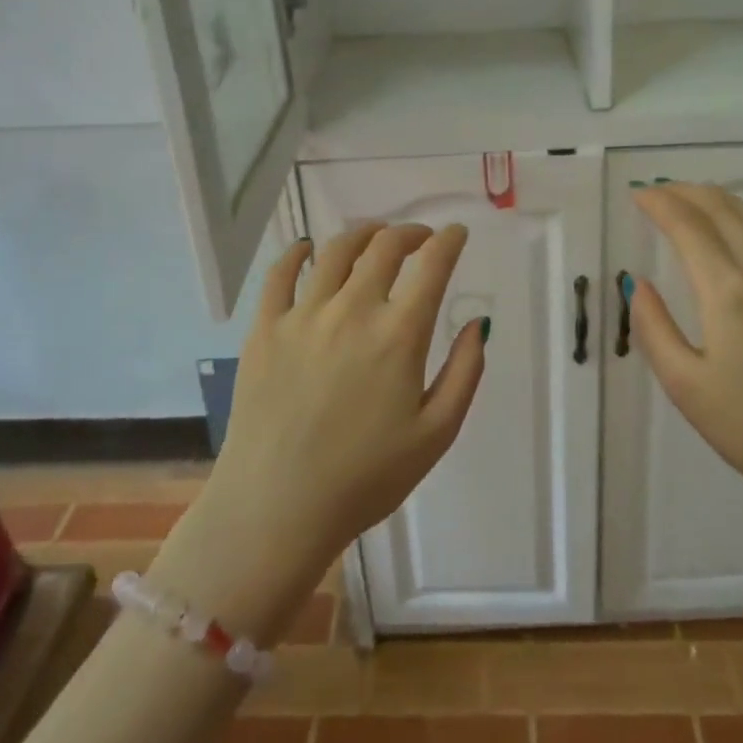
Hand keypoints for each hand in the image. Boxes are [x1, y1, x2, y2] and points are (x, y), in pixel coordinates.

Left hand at [150, 223, 486, 641]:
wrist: (276, 509)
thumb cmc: (365, 478)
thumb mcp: (436, 435)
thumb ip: (465, 373)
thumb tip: (478, 323)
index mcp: (398, 335)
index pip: (432, 266)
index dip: (449, 241)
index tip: (456, 232)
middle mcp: (352, 310)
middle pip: (385, 247)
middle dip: (409, 232)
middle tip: (420, 238)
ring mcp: (303, 315)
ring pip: (336, 250)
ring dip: (362, 233)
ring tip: (374, 235)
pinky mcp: (264, 328)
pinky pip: (280, 273)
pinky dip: (297, 252)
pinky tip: (307, 248)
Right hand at [628, 184, 742, 537]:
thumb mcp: (686, 387)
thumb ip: (654, 328)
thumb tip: (639, 283)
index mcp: (730, 292)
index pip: (689, 225)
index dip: (660, 202)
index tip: (638, 194)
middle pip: (725, 209)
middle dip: (687, 192)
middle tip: (661, 190)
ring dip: (723, 201)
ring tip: (697, 200)